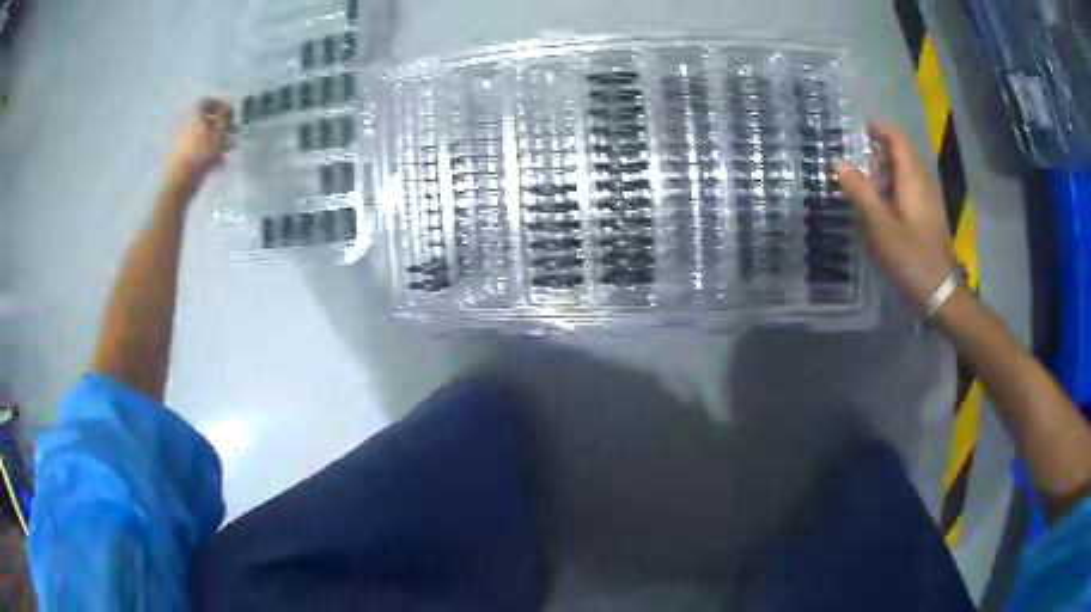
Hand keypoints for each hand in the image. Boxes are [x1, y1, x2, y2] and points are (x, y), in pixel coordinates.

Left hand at [165, 98, 232, 184]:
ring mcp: (184, 140)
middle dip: (219, 124)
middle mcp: (188, 123)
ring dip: (215, 138)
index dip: (219, 104)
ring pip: (203, 133)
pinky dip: (208, 151)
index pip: (207, 101)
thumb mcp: (219, 133)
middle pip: (205, 118)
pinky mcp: (182, 155)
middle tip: (230, 133)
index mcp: (196, 115)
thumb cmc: (201, 155)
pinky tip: (217, 162)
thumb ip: (225, 117)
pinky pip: (198, 147)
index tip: (229, 113)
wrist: (179, 181)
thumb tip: (228, 105)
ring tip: (226, 150)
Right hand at [836, 120, 958, 308]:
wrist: (942, 294)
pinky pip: (910, 192)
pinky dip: (894, 191)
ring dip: (886, 174)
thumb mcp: (881, 228)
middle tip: (858, 167)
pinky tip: (883, 211)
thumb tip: (839, 163)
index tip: (860, 128)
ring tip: (866, 190)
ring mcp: (929, 203)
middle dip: (880, 154)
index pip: (898, 140)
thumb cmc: (912, 260)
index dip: (880, 129)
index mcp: (912, 181)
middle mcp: (923, 185)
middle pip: (902, 155)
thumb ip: (861, 193)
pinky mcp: (929, 219)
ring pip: (906, 175)